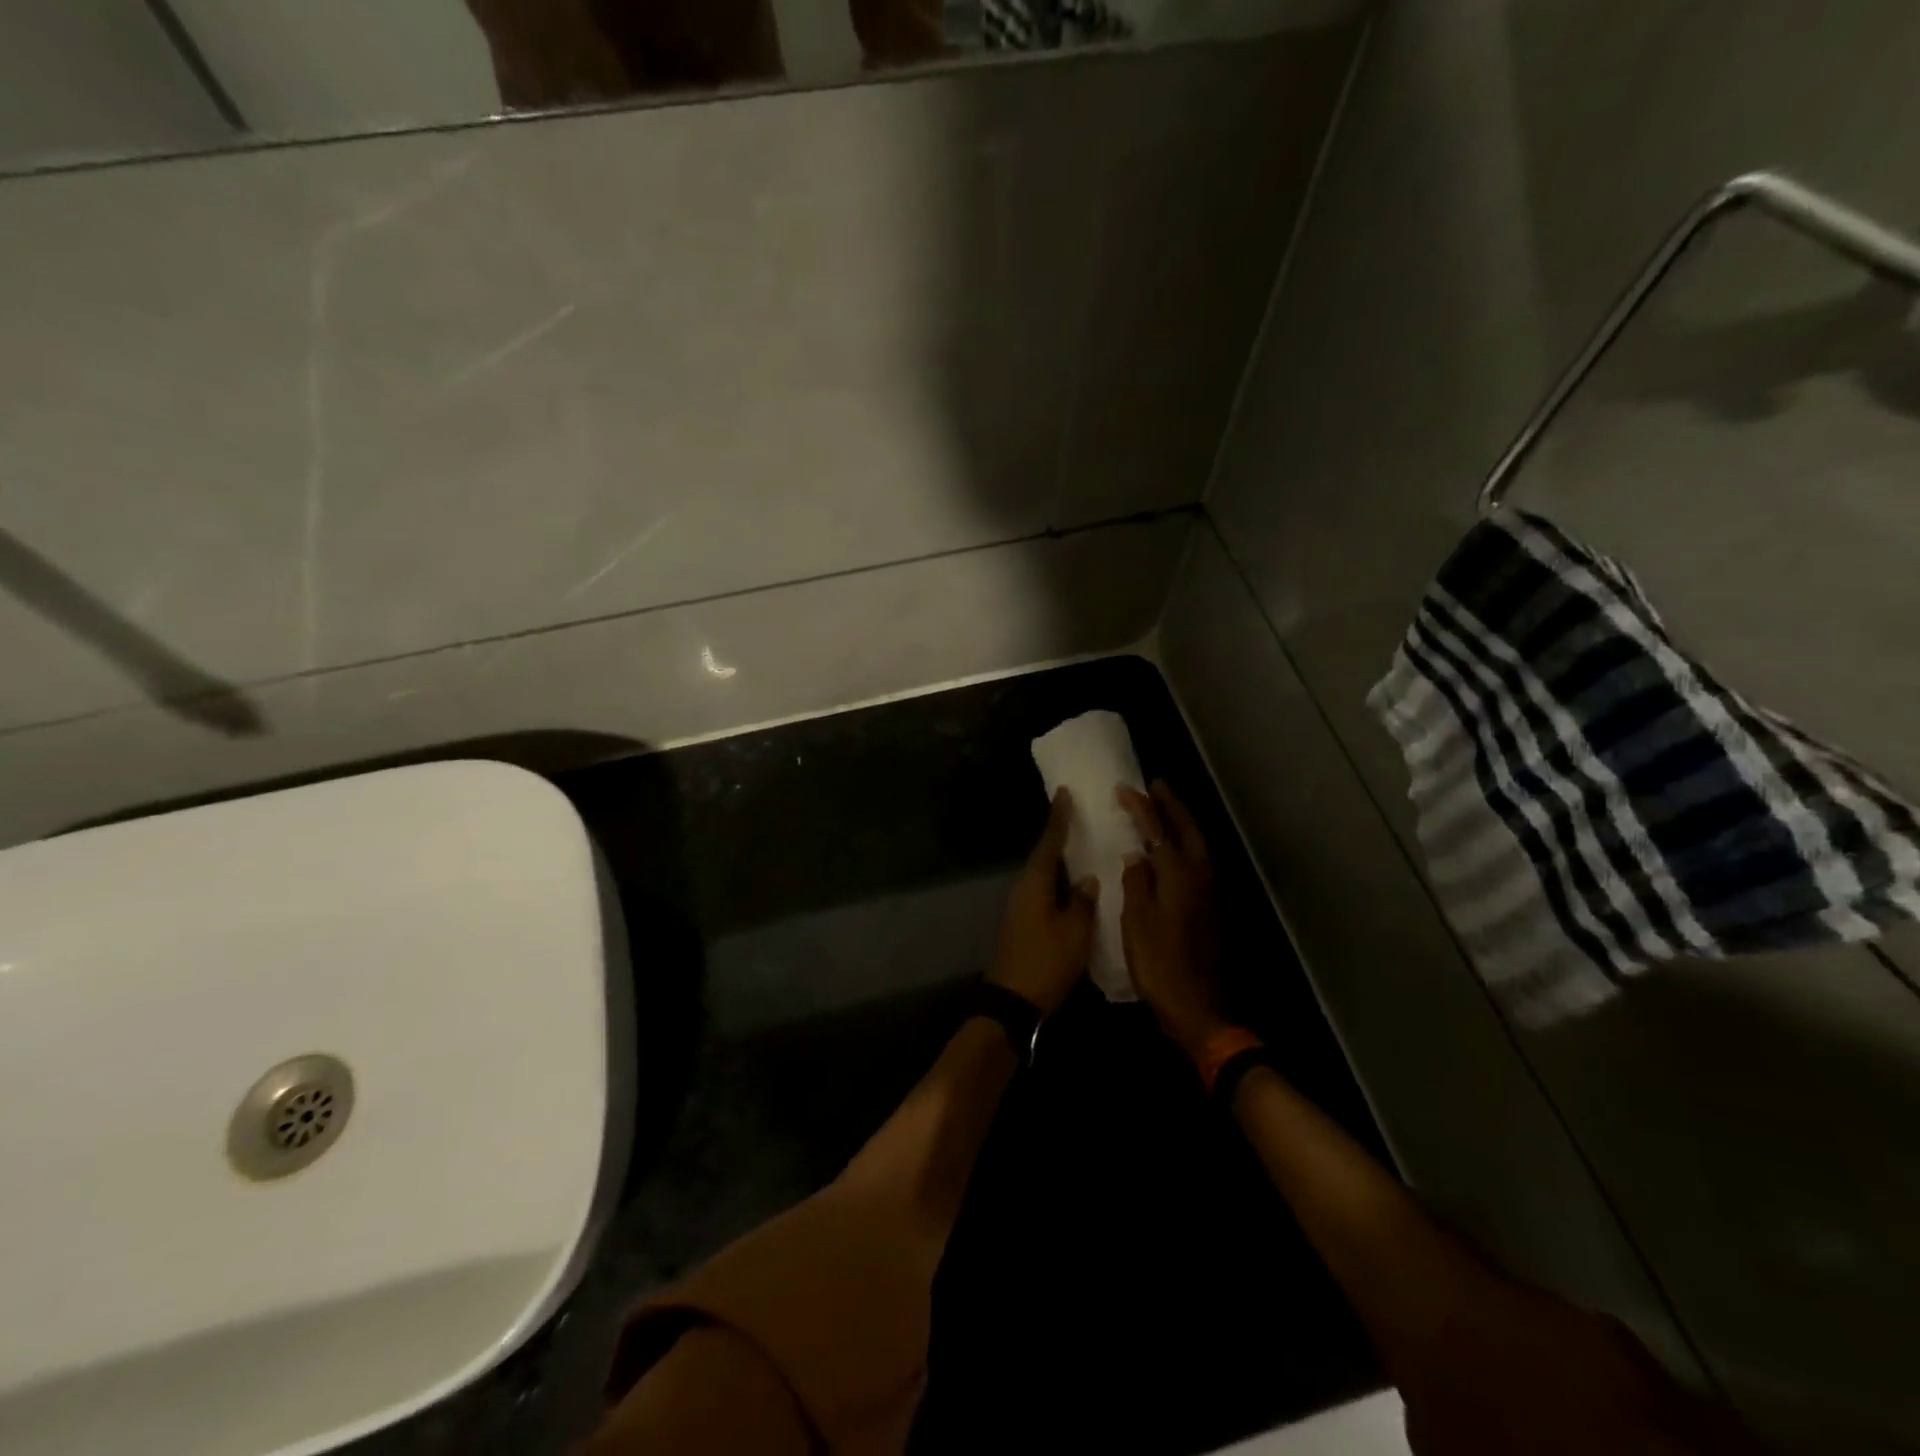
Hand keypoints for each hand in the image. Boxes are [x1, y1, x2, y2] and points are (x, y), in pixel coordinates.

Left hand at [987, 789, 1097, 1015]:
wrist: (1014, 1000)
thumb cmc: (1047, 962)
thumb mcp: (1075, 932)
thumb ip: (1082, 901)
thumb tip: (1087, 879)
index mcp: (1034, 883)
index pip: (1048, 843)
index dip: (1058, 819)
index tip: (1063, 794)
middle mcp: (1022, 888)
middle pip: (1042, 856)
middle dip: (1058, 836)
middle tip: (1077, 817)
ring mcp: (1018, 906)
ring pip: (1041, 874)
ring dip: (1057, 860)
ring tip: (1079, 847)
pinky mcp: (1021, 922)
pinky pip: (1040, 891)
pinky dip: (1055, 881)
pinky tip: (1071, 884)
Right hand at [1119, 782, 1226, 1058]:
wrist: (1198, 1006)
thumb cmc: (1160, 964)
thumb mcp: (1137, 922)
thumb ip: (1136, 883)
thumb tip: (1137, 855)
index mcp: (1179, 874)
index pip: (1157, 830)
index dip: (1141, 807)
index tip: (1125, 788)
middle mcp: (1200, 875)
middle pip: (1187, 829)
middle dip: (1172, 805)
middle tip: (1156, 785)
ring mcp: (1210, 890)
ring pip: (1198, 843)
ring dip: (1182, 822)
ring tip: (1164, 808)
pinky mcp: (1211, 905)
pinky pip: (1199, 860)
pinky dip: (1186, 844)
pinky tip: (1173, 849)